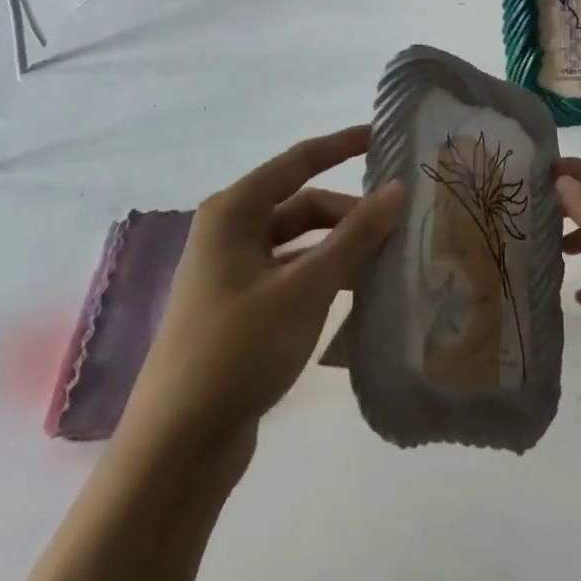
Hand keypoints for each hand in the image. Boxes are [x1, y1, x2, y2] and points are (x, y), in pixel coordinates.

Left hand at [125, 126, 401, 446]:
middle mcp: (230, 231)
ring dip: (342, 247)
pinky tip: (360, 293)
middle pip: (304, 204)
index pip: (299, 161)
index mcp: (234, 212)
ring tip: (389, 260)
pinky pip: (294, 273)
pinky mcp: (242, 306)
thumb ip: (355, 235)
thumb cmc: (239, 349)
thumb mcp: (307, 287)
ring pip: (302, 242)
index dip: (343, 145)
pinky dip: (327, 275)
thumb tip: (397, 188)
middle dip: (351, 213)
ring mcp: (234, 271)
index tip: (385, 135)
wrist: (179, 445)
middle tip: (400, 224)